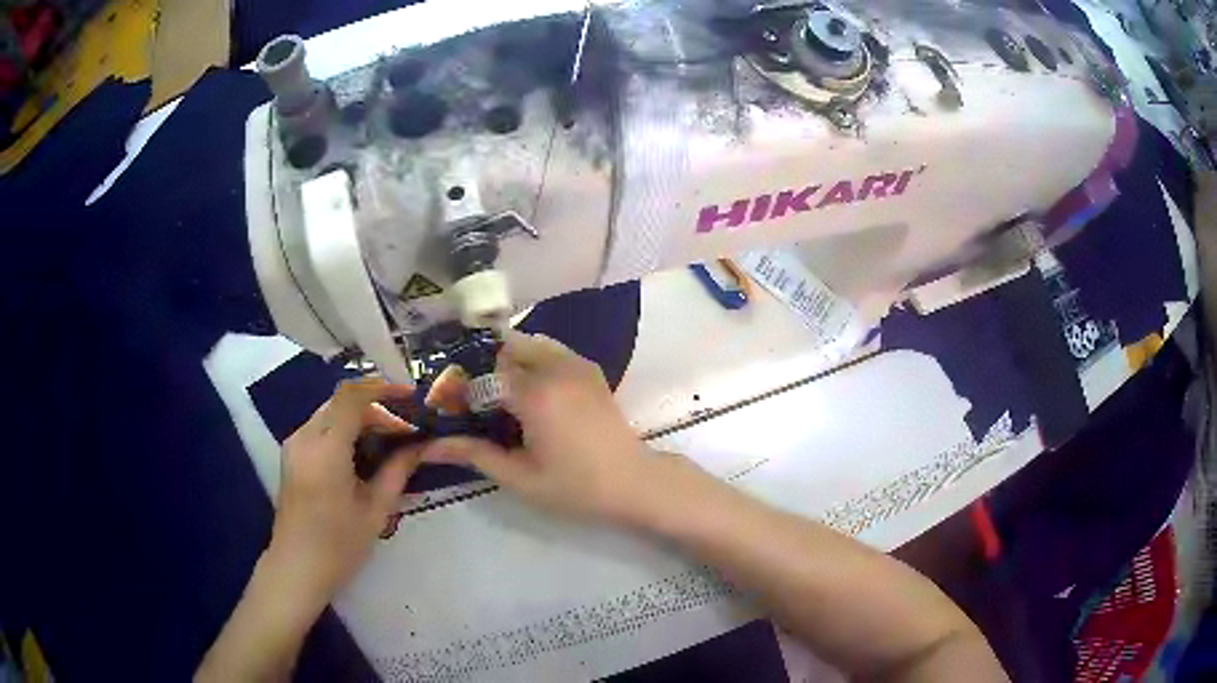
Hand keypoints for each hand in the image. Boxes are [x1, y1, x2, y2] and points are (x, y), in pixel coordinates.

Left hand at [269, 378, 420, 599]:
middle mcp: (304, 437)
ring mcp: (294, 444)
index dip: (382, 388)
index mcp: (325, 450)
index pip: (352, 397)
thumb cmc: (338, 546)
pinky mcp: (292, 454)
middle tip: (406, 428)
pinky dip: (346, 429)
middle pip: (342, 401)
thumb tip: (422, 445)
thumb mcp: (375, 511)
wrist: (296, 568)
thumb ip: (398, 471)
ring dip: (361, 418)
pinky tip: (365, 452)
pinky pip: (322, 427)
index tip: (411, 396)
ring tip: (391, 440)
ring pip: (332, 412)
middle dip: (377, 407)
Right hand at [422, 331, 667, 524]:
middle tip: (473, 399)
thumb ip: (473, 454)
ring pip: (528, 343)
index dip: (462, 388)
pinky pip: (550, 350)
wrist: (634, 483)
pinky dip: (531, 359)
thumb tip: (428, 447)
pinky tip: (527, 391)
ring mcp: (576, 364)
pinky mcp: (589, 370)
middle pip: (504, 348)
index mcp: (535, 394)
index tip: (451, 409)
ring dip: (508, 360)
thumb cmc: (576, 487)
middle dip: (483, 367)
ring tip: (497, 394)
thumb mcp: (519, 477)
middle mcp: (554, 367)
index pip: (482, 373)